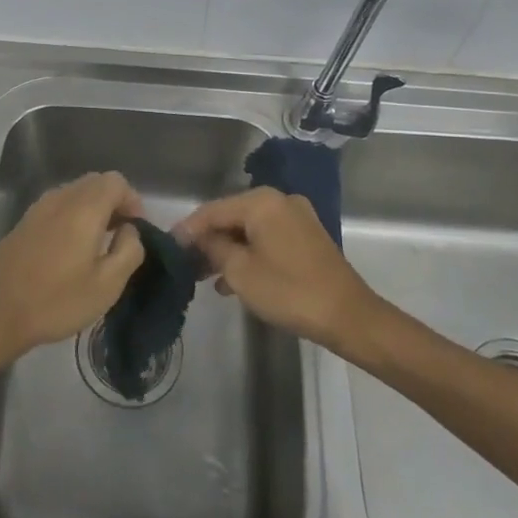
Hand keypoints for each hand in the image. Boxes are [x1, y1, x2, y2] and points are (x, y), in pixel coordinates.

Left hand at [0, 171, 145, 368]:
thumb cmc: (56, 301)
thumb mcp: (107, 285)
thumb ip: (129, 250)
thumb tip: (130, 230)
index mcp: (83, 208)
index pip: (116, 181)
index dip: (133, 201)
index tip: (137, 230)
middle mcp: (60, 198)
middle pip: (95, 182)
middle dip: (114, 202)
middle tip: (121, 236)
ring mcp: (38, 208)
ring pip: (75, 193)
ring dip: (93, 209)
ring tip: (98, 245)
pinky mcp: (24, 222)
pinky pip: (57, 206)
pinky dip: (73, 216)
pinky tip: (71, 250)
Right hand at [177, 188, 376, 351]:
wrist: (349, 317)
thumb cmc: (289, 291)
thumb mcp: (240, 272)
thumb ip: (213, 248)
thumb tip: (198, 239)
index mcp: (262, 202)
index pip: (212, 210)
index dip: (188, 229)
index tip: (168, 247)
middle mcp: (280, 200)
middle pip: (231, 217)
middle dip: (208, 241)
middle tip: (186, 265)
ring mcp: (297, 218)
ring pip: (250, 229)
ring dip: (228, 250)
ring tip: (207, 277)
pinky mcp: (307, 237)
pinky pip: (267, 238)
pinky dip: (250, 253)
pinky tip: (235, 279)